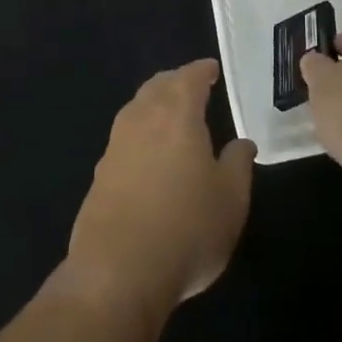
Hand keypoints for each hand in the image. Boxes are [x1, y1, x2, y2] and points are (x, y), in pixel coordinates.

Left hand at [54, 60, 254, 341]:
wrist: (116, 273)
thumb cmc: (186, 230)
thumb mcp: (231, 200)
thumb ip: (238, 164)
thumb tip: (242, 142)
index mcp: (177, 115)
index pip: (189, 78)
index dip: (202, 71)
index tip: (211, 69)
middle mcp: (142, 120)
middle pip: (157, 86)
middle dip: (175, 81)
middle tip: (191, 85)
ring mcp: (115, 146)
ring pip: (136, 109)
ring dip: (153, 103)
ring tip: (170, 114)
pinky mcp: (99, 174)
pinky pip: (123, 137)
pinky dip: (139, 132)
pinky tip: (147, 153)